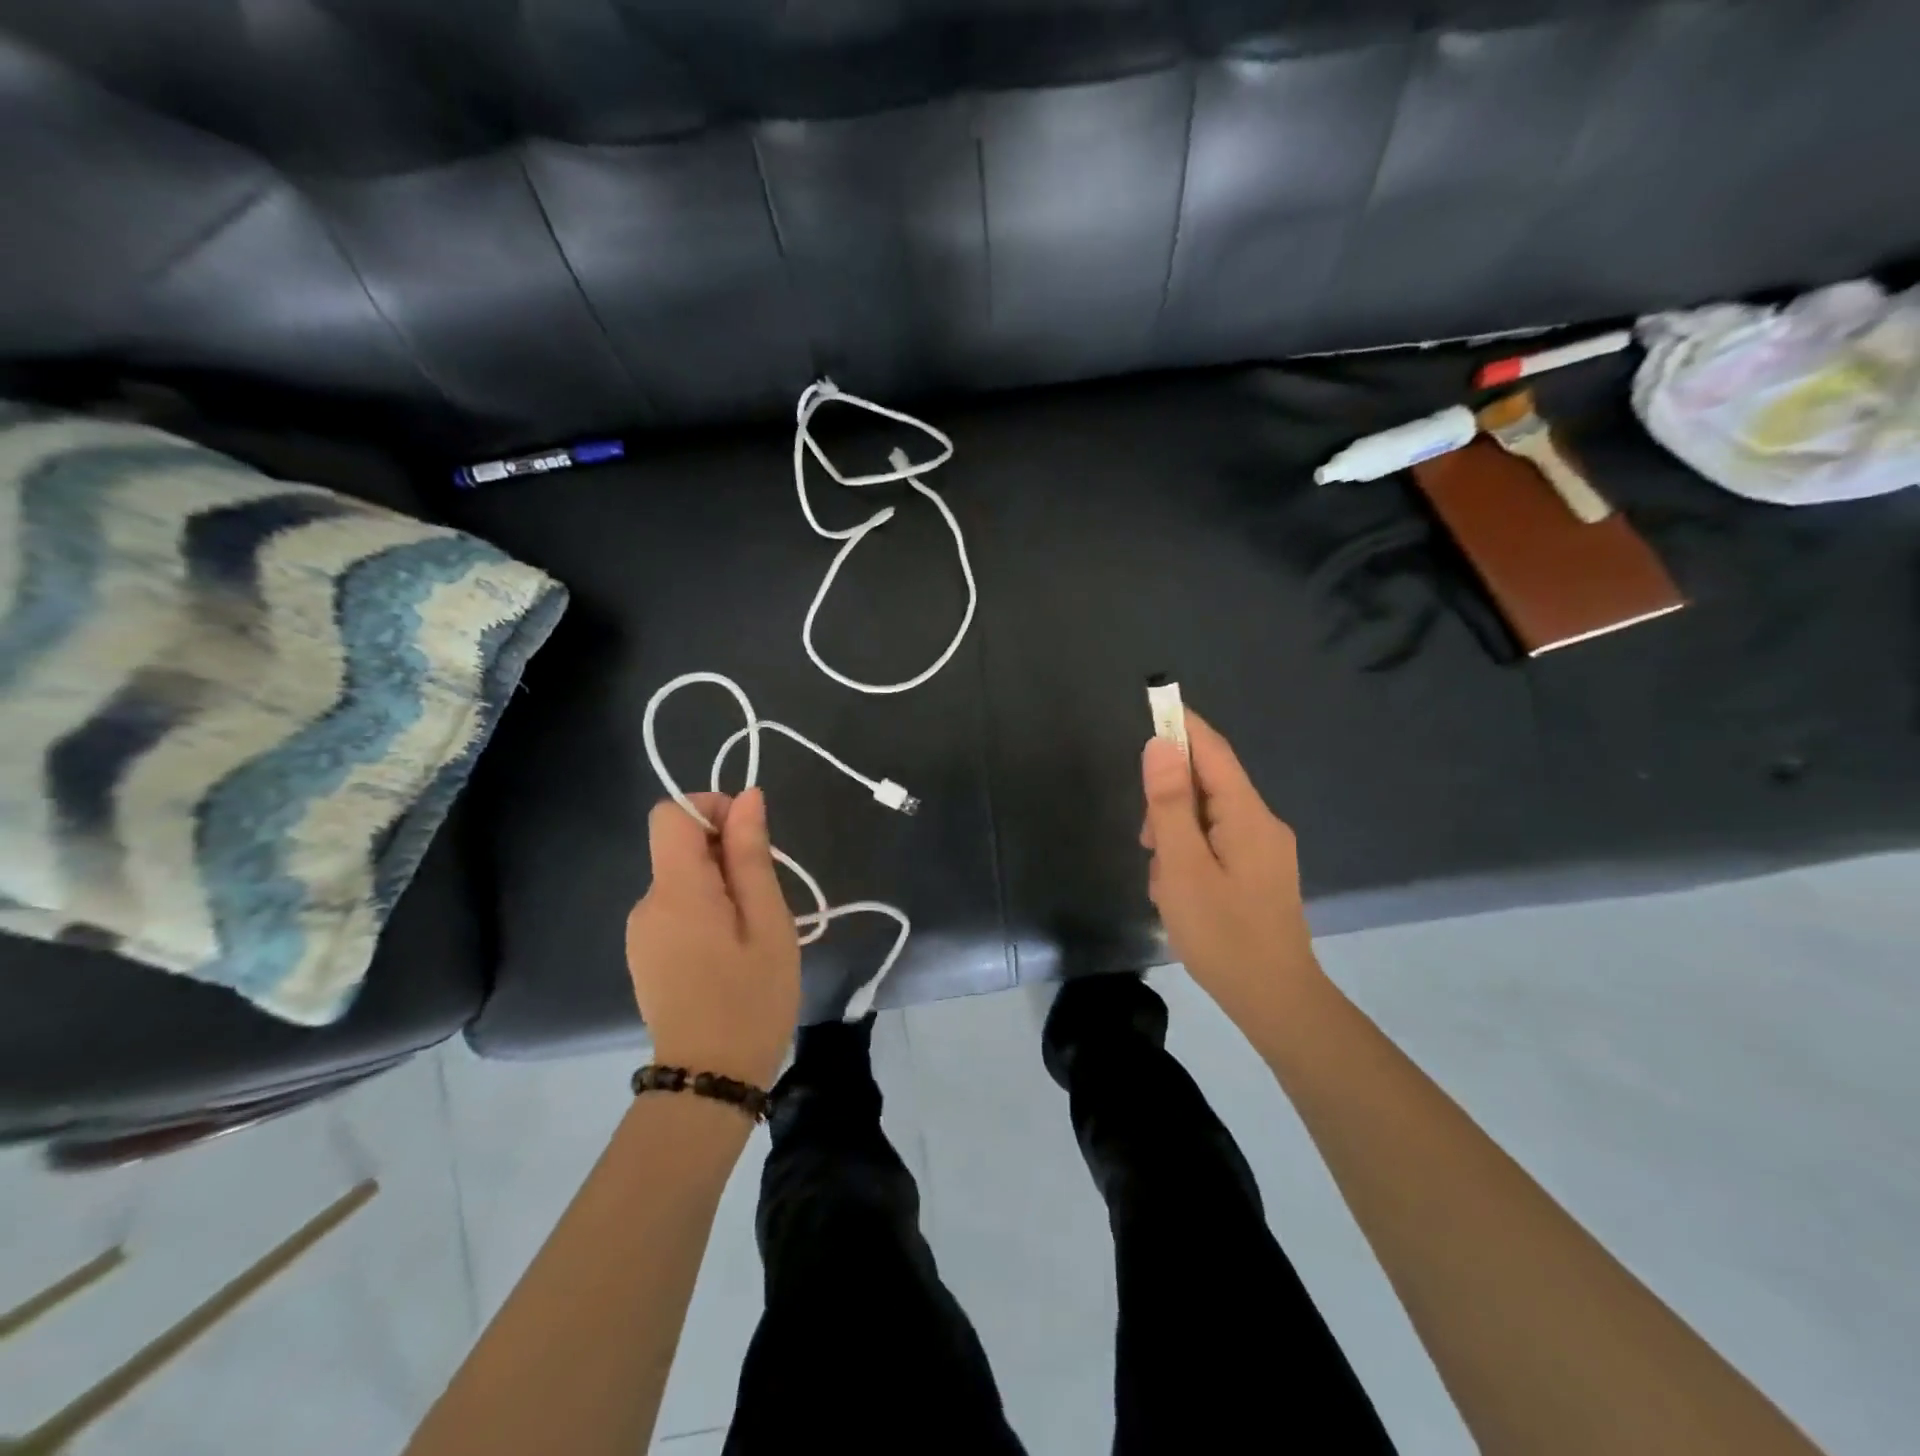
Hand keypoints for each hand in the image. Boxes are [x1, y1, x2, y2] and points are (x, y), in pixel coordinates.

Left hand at [626, 788, 800, 1088]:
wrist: (709, 1081)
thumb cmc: (751, 998)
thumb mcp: (767, 922)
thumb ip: (751, 855)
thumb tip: (746, 796)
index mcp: (676, 889)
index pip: (671, 813)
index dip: (711, 808)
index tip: (751, 840)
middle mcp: (646, 902)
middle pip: (679, 846)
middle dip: (726, 853)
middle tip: (765, 898)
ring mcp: (641, 931)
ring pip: (682, 878)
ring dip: (720, 885)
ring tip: (753, 931)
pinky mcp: (645, 954)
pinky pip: (676, 908)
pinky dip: (707, 910)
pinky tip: (731, 951)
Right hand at [1140, 710, 1326, 1033]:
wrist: (1276, 1001)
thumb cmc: (1223, 934)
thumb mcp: (1183, 867)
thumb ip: (1169, 805)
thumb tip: (1161, 745)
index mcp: (1248, 816)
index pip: (1213, 752)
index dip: (1182, 726)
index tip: (1153, 705)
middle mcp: (1262, 824)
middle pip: (1208, 785)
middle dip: (1169, 801)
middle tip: (1147, 841)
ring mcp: (1264, 850)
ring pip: (1208, 818)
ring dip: (1176, 835)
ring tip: (1163, 881)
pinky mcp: (1259, 874)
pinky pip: (1216, 844)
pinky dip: (1190, 855)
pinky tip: (1179, 892)